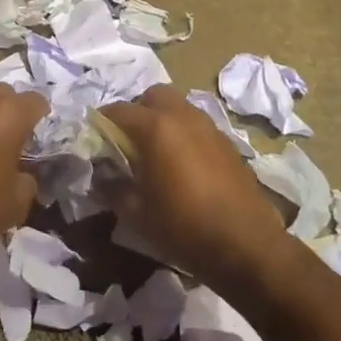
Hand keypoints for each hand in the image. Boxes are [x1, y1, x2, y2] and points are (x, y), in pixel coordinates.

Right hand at [102, 86, 288, 293]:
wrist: (245, 244)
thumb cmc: (183, 226)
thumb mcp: (136, 212)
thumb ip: (112, 187)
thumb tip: (100, 177)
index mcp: (156, 128)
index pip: (118, 110)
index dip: (101, 123)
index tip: (95, 141)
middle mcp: (183, 117)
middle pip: (153, 96)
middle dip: (137, 111)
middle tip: (129, 141)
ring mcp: (209, 127)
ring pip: (178, 107)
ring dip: (162, 120)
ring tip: (156, 153)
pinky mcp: (227, 142)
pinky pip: (197, 126)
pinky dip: (184, 134)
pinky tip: (183, 165)